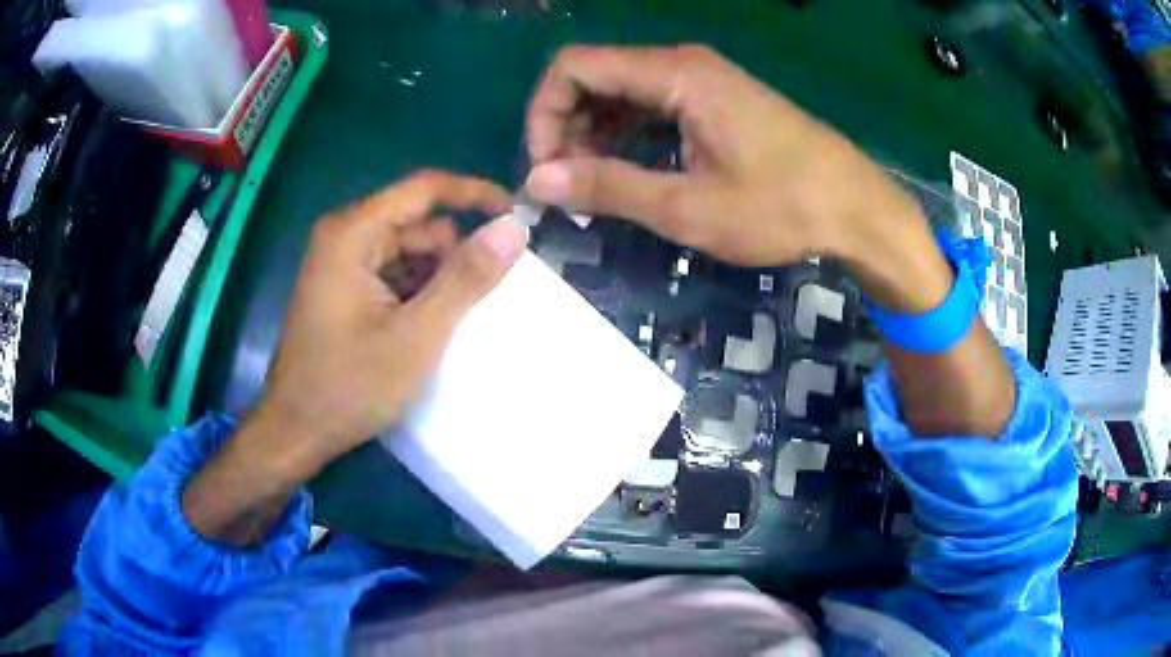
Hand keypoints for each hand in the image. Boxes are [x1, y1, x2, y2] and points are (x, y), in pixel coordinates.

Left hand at [253, 171, 526, 478]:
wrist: (296, 431)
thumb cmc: (349, 386)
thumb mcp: (416, 336)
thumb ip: (465, 279)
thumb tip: (513, 229)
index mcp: (353, 233)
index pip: (425, 189)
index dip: (474, 195)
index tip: (516, 216)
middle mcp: (344, 236)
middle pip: (417, 224)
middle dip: (452, 254)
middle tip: (479, 300)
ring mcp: (340, 263)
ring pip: (408, 251)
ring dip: (436, 279)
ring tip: (452, 323)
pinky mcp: (342, 288)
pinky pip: (393, 273)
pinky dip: (417, 293)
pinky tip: (426, 329)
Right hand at [524, 45, 950, 313]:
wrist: (856, 209)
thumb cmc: (782, 207)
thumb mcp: (689, 206)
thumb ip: (609, 187)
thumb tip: (536, 181)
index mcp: (675, 74)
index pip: (573, 67)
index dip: (544, 114)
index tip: (547, 169)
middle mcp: (682, 64)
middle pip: (593, 76)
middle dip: (566, 128)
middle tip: (568, 187)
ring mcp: (701, 80)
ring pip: (620, 92)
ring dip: (594, 134)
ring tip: (594, 187)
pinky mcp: (715, 100)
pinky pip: (650, 104)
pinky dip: (626, 135)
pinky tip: (627, 171)